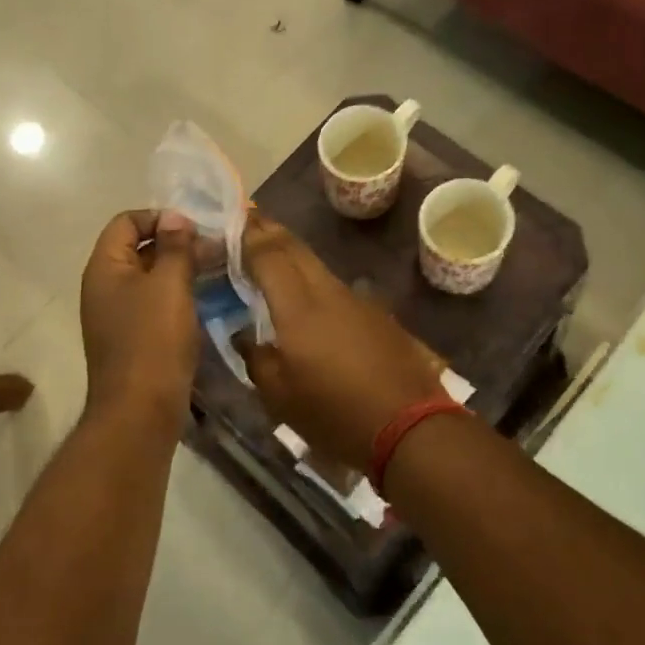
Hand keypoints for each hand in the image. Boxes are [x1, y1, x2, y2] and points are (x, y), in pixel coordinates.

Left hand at [79, 210, 198, 425]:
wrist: (140, 412)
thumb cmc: (153, 341)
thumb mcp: (169, 285)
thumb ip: (175, 246)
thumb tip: (175, 216)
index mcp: (105, 268)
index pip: (127, 221)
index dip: (160, 217)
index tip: (195, 229)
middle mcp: (105, 286)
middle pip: (139, 248)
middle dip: (177, 243)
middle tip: (216, 249)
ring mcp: (118, 314)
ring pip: (151, 277)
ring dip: (182, 270)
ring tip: (219, 271)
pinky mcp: (134, 338)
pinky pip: (156, 303)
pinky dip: (179, 296)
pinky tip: (208, 300)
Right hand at [237, 214, 447, 471]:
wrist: (410, 425)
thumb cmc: (335, 415)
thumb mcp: (280, 397)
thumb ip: (257, 359)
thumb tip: (245, 337)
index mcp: (298, 308)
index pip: (268, 255)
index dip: (249, 235)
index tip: (234, 218)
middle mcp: (327, 292)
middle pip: (295, 249)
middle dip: (270, 231)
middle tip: (250, 221)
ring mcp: (356, 301)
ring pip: (317, 266)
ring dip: (293, 254)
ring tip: (273, 255)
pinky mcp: (376, 315)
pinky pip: (336, 287)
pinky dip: (314, 280)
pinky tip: (309, 296)